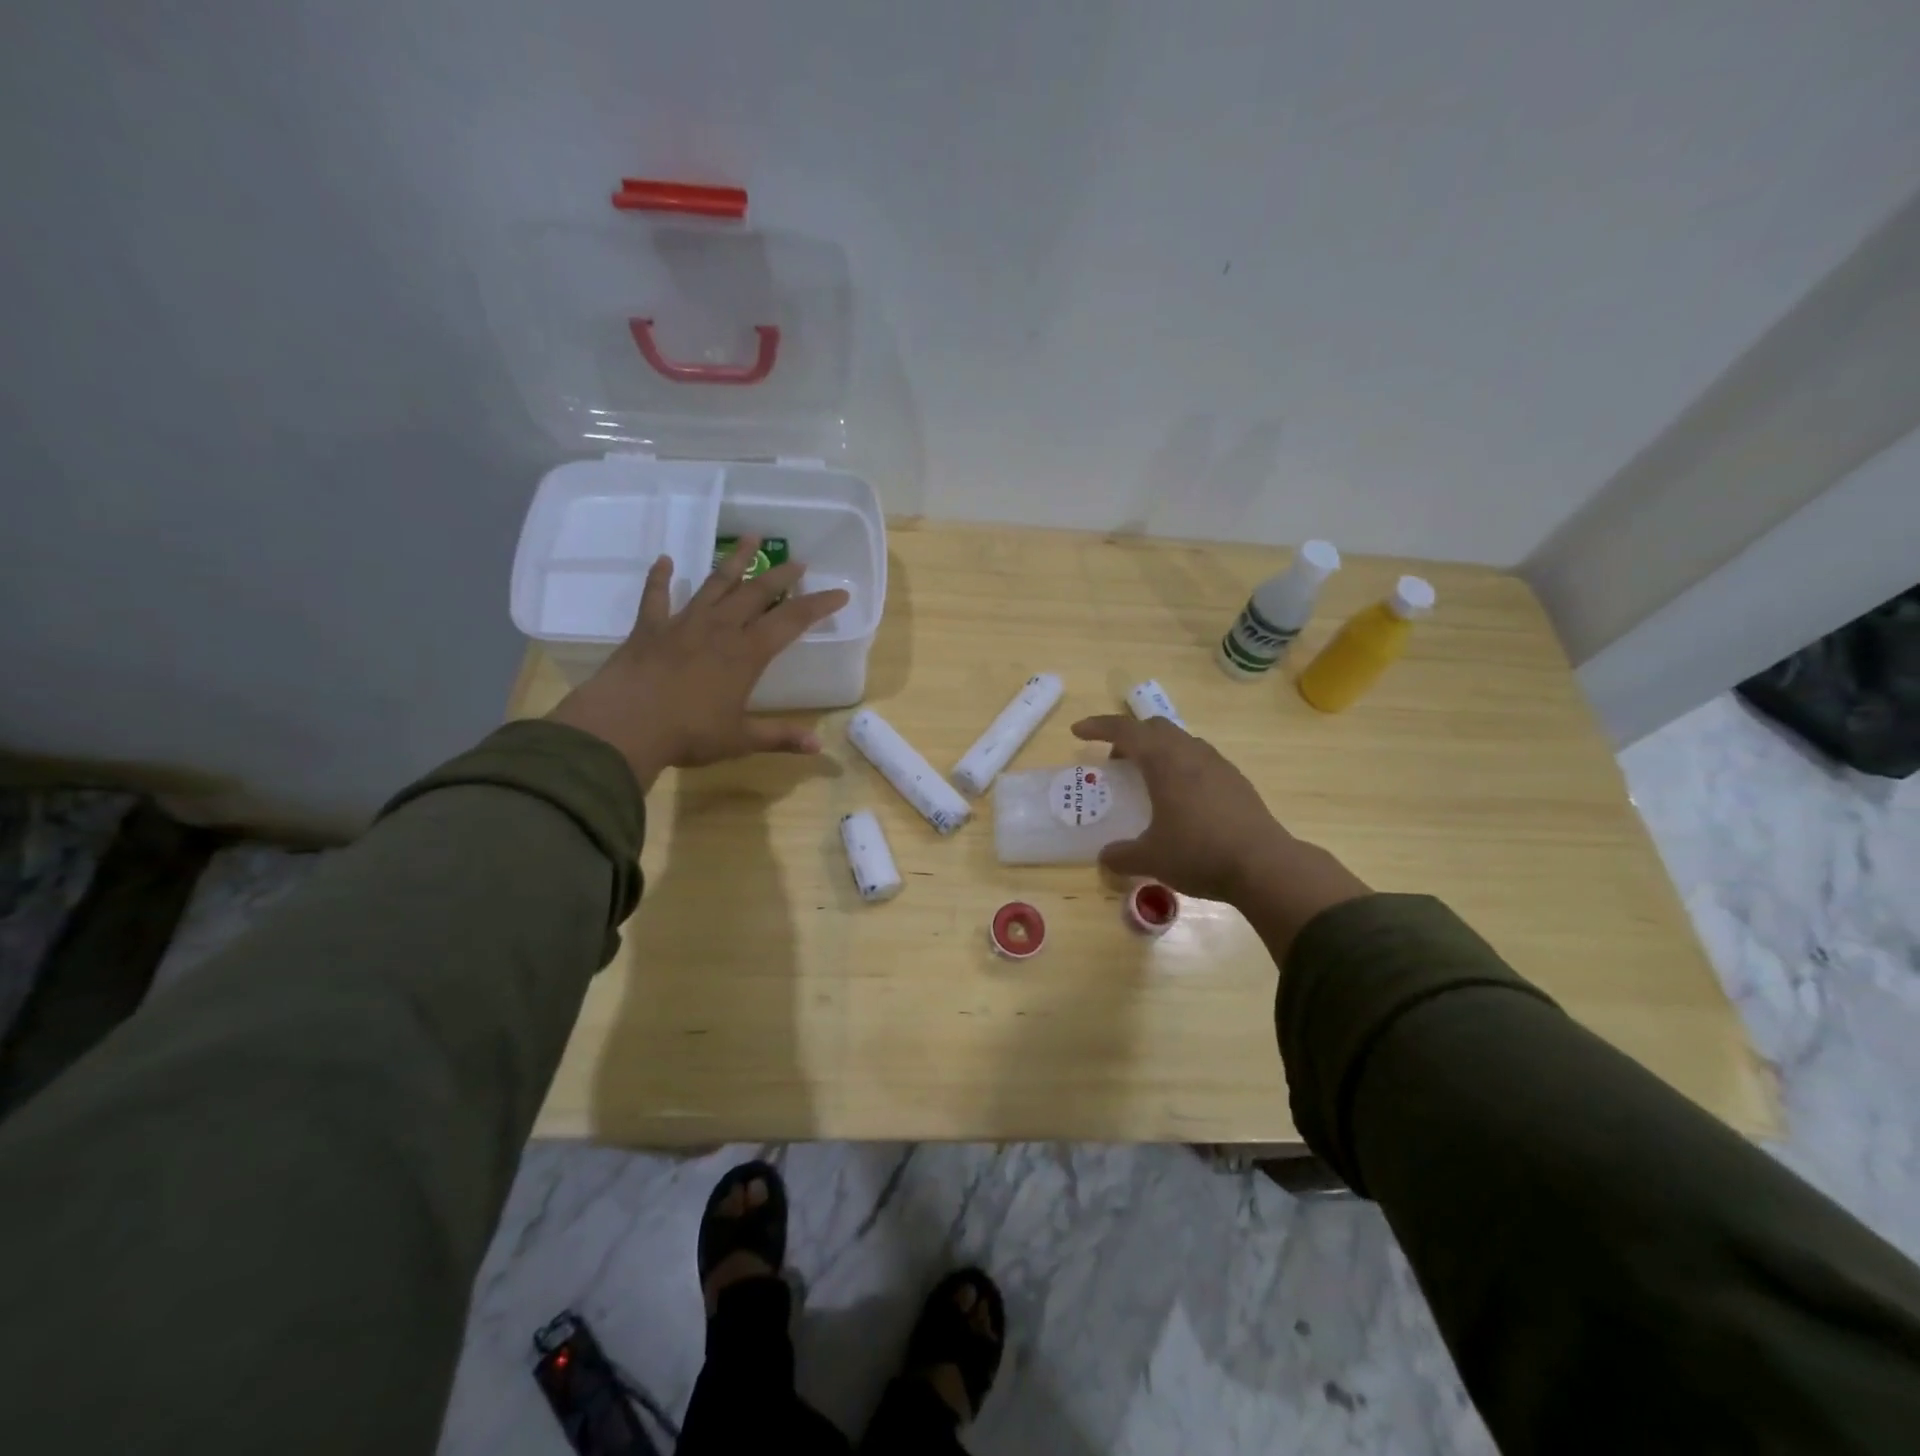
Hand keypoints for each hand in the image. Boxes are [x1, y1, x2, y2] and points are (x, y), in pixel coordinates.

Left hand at [548, 538, 849, 791]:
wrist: (623, 727)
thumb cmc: (688, 734)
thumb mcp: (740, 740)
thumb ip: (779, 737)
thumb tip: (818, 746)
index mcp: (746, 654)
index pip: (791, 621)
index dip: (818, 605)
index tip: (840, 593)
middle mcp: (719, 629)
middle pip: (756, 593)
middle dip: (781, 576)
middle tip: (798, 561)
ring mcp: (682, 624)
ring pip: (714, 584)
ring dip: (734, 561)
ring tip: (751, 538)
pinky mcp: (649, 629)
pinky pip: (656, 597)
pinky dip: (660, 578)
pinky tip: (664, 560)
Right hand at [1070, 716, 1369, 941]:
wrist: (1264, 866)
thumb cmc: (1199, 853)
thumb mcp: (1151, 859)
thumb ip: (1121, 855)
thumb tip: (1105, 858)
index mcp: (1165, 762)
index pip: (1126, 730)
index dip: (1098, 726)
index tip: (1078, 732)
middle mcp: (1191, 753)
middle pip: (1155, 728)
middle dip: (1130, 738)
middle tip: (1115, 763)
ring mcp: (1218, 765)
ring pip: (1181, 742)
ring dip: (1158, 752)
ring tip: (1148, 782)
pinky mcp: (1236, 781)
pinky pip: (1200, 760)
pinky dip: (1181, 767)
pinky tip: (1181, 800)